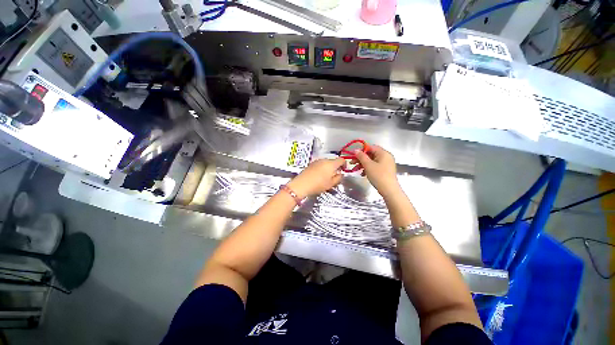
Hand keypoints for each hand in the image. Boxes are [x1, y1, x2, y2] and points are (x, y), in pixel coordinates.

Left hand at [287, 158, 345, 197]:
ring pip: (326, 162)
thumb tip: (341, 174)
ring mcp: (317, 161)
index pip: (341, 160)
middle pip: (333, 161)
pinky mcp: (311, 163)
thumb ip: (338, 178)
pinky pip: (320, 164)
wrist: (301, 184)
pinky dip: (322, 168)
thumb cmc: (318, 185)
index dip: (344, 164)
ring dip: (328, 167)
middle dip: (336, 167)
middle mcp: (324, 160)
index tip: (344, 170)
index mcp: (331, 164)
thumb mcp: (331, 184)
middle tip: (335, 175)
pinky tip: (319, 175)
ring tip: (326, 176)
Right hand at [353, 145, 400, 196]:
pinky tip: (363, 174)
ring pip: (372, 161)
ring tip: (356, 169)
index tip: (354, 155)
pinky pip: (375, 166)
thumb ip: (361, 156)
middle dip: (361, 158)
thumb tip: (356, 150)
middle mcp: (386, 157)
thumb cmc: (378, 176)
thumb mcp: (368, 165)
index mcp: (384, 153)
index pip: (371, 147)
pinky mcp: (385, 170)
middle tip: (352, 163)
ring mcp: (386, 164)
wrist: (389, 190)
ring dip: (363, 164)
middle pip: (371, 154)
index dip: (361, 150)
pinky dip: (368, 168)